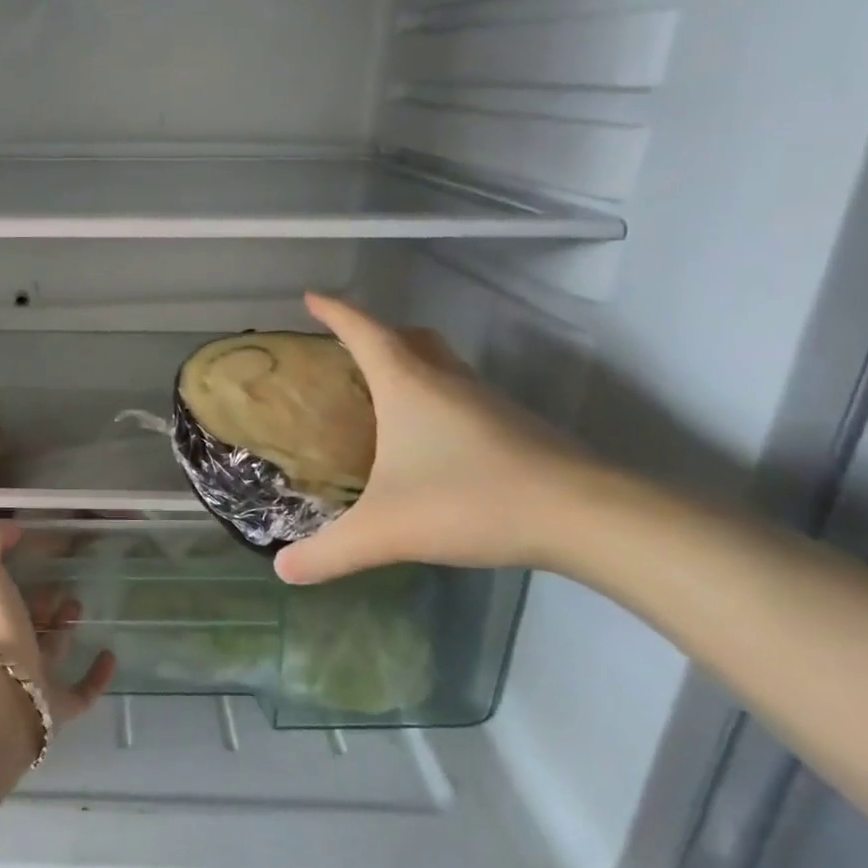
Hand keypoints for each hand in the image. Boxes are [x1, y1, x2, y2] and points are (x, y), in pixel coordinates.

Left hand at [0, 520, 115, 722]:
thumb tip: (10, 528)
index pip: (5, 592)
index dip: (22, 574)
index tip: (47, 555)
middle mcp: (6, 649)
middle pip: (28, 621)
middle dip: (45, 601)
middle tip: (68, 585)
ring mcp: (31, 680)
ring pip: (51, 652)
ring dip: (66, 629)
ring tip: (81, 606)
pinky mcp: (56, 707)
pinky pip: (81, 692)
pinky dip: (97, 675)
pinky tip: (109, 654)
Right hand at [274, 293, 596, 585]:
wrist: (585, 517)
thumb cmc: (470, 501)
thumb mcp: (385, 531)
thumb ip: (329, 551)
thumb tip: (282, 570)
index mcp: (408, 385)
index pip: (364, 333)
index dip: (335, 313)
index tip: (311, 298)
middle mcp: (448, 381)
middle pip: (410, 338)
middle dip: (378, 334)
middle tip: (351, 351)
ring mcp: (488, 402)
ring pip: (443, 365)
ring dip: (413, 366)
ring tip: (386, 396)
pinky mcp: (516, 427)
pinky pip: (464, 395)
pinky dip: (439, 399)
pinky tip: (433, 442)